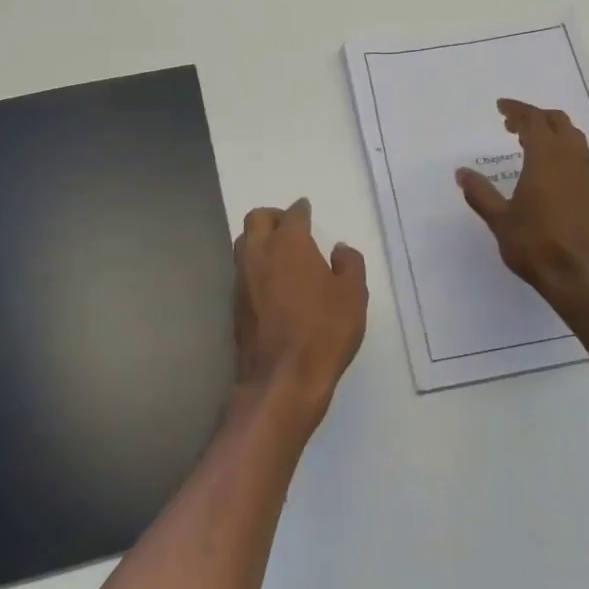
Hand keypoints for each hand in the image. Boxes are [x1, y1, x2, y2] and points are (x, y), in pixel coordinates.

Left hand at [233, 198, 367, 435]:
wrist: (283, 378)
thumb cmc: (324, 331)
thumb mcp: (353, 295)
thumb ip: (350, 264)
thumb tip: (340, 250)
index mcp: (289, 244)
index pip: (292, 215)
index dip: (301, 210)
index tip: (306, 210)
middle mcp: (259, 254)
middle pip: (256, 219)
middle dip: (273, 217)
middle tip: (290, 226)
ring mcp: (241, 280)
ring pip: (243, 243)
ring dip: (259, 240)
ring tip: (279, 253)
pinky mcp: (234, 304)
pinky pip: (242, 271)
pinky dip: (255, 266)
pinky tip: (271, 282)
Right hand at [456, 99, 588, 303]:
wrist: (585, 278)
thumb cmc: (537, 246)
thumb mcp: (500, 221)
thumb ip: (480, 193)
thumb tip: (462, 172)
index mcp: (546, 159)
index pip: (533, 120)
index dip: (517, 109)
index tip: (501, 107)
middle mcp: (572, 161)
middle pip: (559, 123)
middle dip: (536, 117)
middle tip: (513, 124)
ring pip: (575, 140)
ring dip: (553, 133)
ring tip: (531, 144)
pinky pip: (581, 159)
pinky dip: (564, 152)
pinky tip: (551, 173)